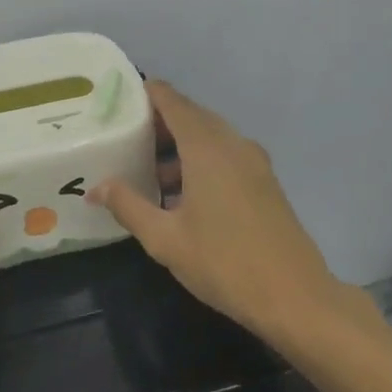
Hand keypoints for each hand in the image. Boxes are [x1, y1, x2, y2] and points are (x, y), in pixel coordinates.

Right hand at [91, 81, 358, 347]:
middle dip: (160, 120)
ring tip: (149, 170)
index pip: (173, 102)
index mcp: (206, 147)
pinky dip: (201, 159)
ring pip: (211, 136)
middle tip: (127, 135)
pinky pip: (226, 154)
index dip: (148, 93)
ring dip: (181, 144)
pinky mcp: (265, 182)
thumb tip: (96, 188)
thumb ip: (128, 206)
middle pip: (192, 115)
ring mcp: (254, 162)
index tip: (120, 98)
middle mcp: (232, 144)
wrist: (296, 298)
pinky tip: (184, 194)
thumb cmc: (224, 263)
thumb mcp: (165, 239)